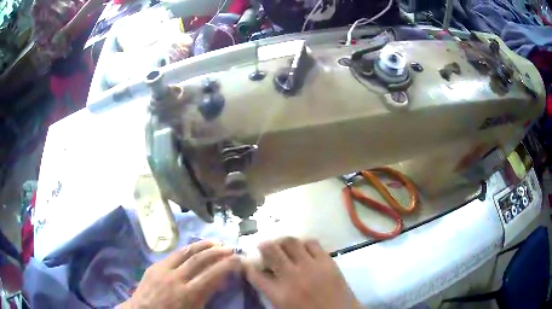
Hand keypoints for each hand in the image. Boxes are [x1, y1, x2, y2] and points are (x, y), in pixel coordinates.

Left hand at [120, 240, 240, 308]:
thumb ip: (207, 296)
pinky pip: (173, 254)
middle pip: (199, 259)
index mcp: (188, 294)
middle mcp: (176, 278)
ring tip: (215, 242)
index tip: (238, 259)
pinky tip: (194, 248)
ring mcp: (163, 269)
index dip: (226, 265)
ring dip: (202, 245)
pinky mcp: (154, 266)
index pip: (211, 274)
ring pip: (185, 252)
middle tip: (229, 248)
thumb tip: (221, 281)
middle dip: (217, 251)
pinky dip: (187, 249)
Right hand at [243, 237, 360, 308]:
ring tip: (283, 247)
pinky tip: (303, 249)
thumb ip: (271, 292)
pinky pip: (312, 243)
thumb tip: (263, 276)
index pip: (254, 274)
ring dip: (282, 242)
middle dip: (263, 246)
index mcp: (279, 294)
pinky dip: (304, 243)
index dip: (247, 265)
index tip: (246, 262)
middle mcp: (292, 276)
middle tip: (265, 249)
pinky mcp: (327, 261)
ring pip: (290, 242)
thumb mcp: (284, 308)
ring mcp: (311, 267)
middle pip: (270, 250)